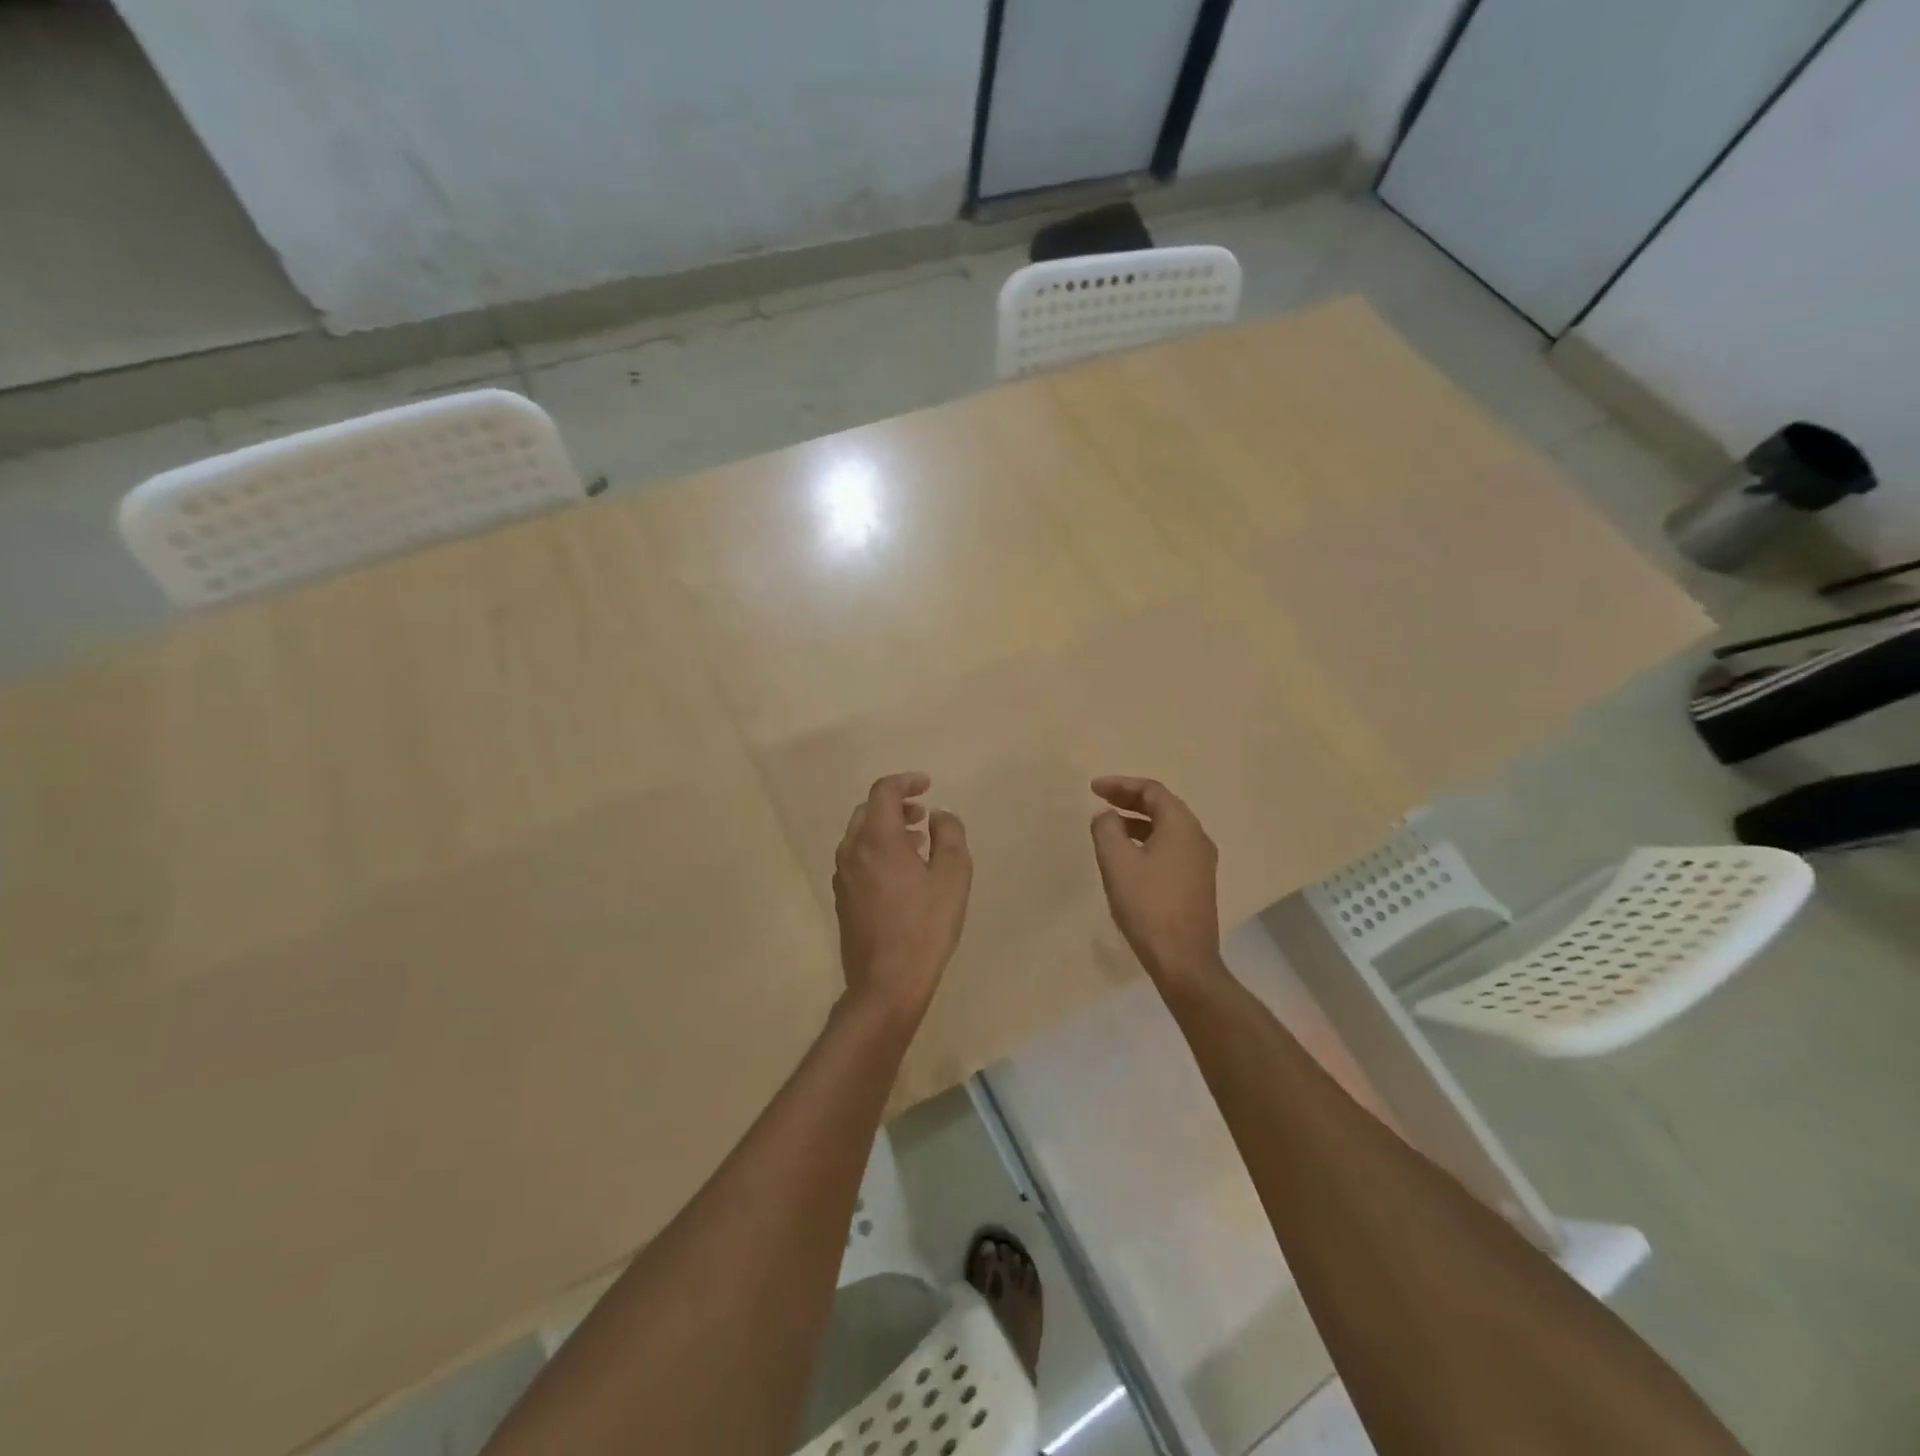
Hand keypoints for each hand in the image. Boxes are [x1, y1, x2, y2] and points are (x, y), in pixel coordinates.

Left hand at [833, 773, 971, 1026]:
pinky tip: (902, 873)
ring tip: (918, 843)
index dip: (906, 782)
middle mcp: (852, 850)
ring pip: (860, 835)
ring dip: (887, 829)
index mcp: (877, 838)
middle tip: (923, 815)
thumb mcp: (953, 876)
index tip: (927, 785)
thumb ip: (949, 835)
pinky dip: (878, 850)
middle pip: (868, 810)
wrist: (886, 983)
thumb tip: (939, 816)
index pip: (884, 791)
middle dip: (896, 805)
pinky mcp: (842, 898)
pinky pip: (858, 858)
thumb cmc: (925, 926)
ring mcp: (843, 875)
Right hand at [1089, 776, 1221, 989]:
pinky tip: (1128, 856)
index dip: (1121, 785)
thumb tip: (1106, 817)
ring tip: (1109, 826)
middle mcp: (1197, 838)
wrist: (1183, 960)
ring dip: (1137, 821)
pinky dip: (1147, 840)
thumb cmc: (1148, 905)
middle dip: (1129, 800)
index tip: (1093, 788)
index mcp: (1182, 826)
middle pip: (1162, 806)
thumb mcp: (1116, 862)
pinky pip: (1170, 848)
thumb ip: (1106, 829)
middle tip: (1100, 799)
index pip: (1151, 791)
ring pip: (1167, 828)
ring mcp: (1201, 862)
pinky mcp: (1197, 883)